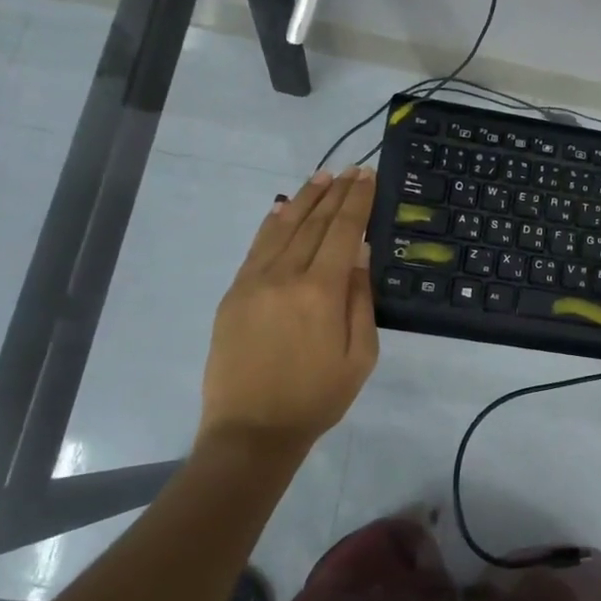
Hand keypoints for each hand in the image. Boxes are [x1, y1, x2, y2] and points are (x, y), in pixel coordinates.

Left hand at [199, 169, 379, 464]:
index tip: (367, 176)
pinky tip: (283, 207)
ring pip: (282, 227)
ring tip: (323, 177)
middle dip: (336, 193)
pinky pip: (256, 247)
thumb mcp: (361, 356)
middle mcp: (285, 275)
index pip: (344, 231)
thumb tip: (360, 255)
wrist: (251, 431)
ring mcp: (253, 281)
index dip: (357, 201)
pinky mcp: (233, 293)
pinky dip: (273, 222)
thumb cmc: (317, 397)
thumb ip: (360, 300)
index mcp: (321, 291)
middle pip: (314, 222)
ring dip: (305, 199)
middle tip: (351, 170)